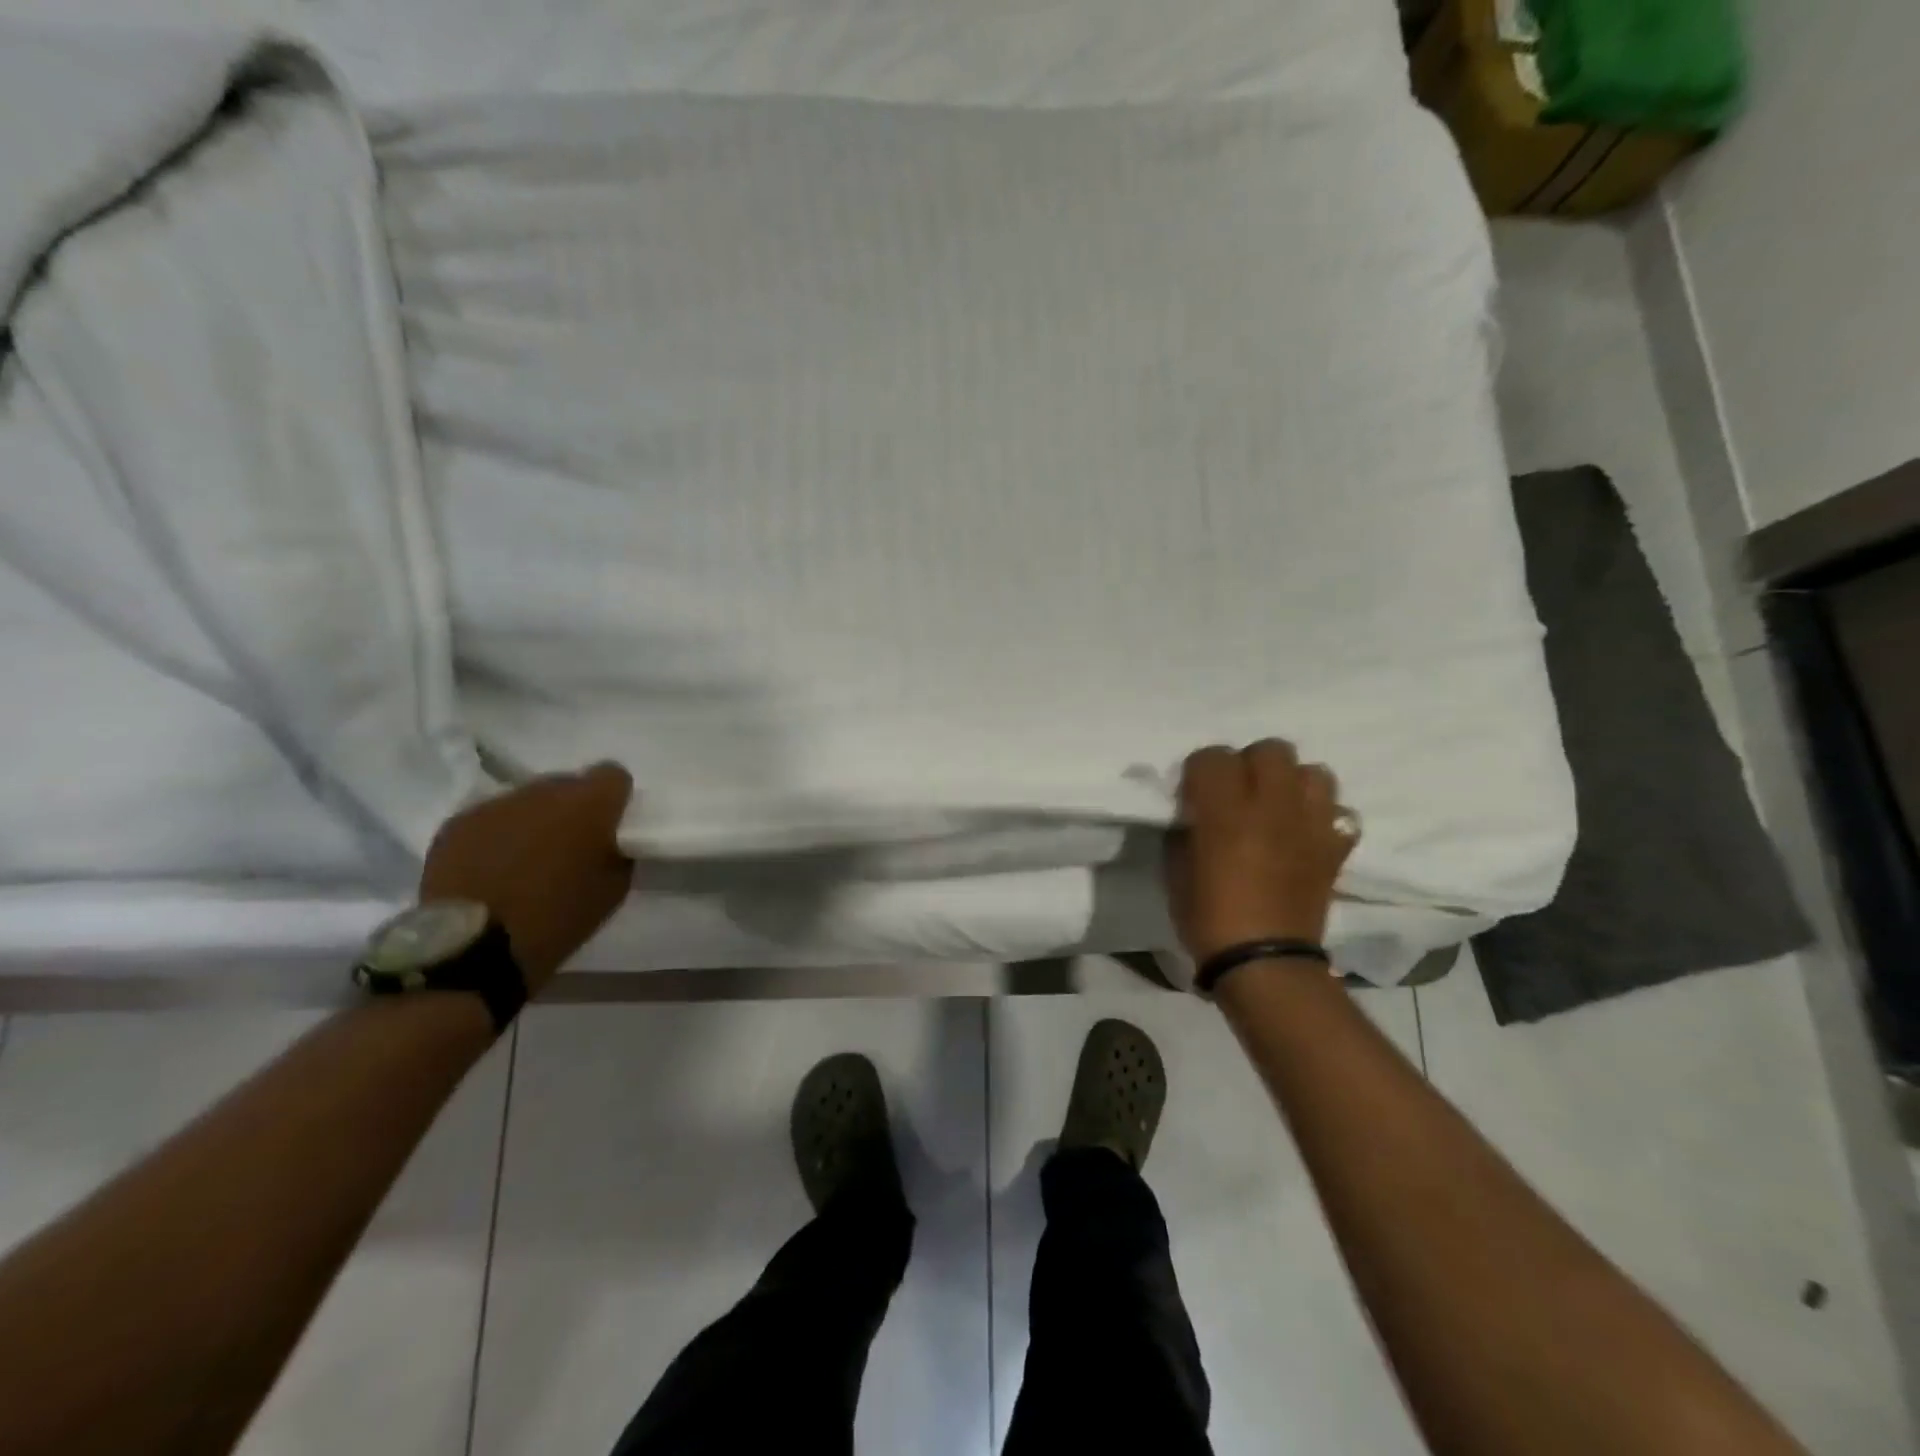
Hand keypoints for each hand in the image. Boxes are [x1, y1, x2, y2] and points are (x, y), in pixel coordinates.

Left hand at [419, 763, 635, 993]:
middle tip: (567, 845)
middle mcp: (543, 791)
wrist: (476, 949)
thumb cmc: (559, 919)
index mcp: (589, 804)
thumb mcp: (614, 888)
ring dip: (533, 821)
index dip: (614, 798)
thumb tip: (608, 840)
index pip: (613, 775)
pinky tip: (492, 869)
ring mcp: (496, 803)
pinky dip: (497, 836)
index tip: (610, 825)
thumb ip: (617, 850)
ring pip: (526, 801)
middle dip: (571, 809)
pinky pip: (490, 819)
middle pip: (567, 785)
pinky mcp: (458, 822)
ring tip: (525, 860)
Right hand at [1166, 740, 1357, 964]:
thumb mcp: (1176, 869)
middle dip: (1250, 764)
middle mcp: (1272, 807)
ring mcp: (1311, 825)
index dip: (1200, 771)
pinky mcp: (1335, 849)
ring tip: (1277, 807)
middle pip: (1271, 750)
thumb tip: (1194, 809)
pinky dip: (1324, 816)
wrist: (1265, 965)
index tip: (1194, 793)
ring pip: (1314, 772)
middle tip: (1238, 794)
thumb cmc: (1208, 918)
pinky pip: (1341, 813)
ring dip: (1292, 783)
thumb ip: (1186, 827)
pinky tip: (1306, 832)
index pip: (1213, 756)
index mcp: (1226, 812)